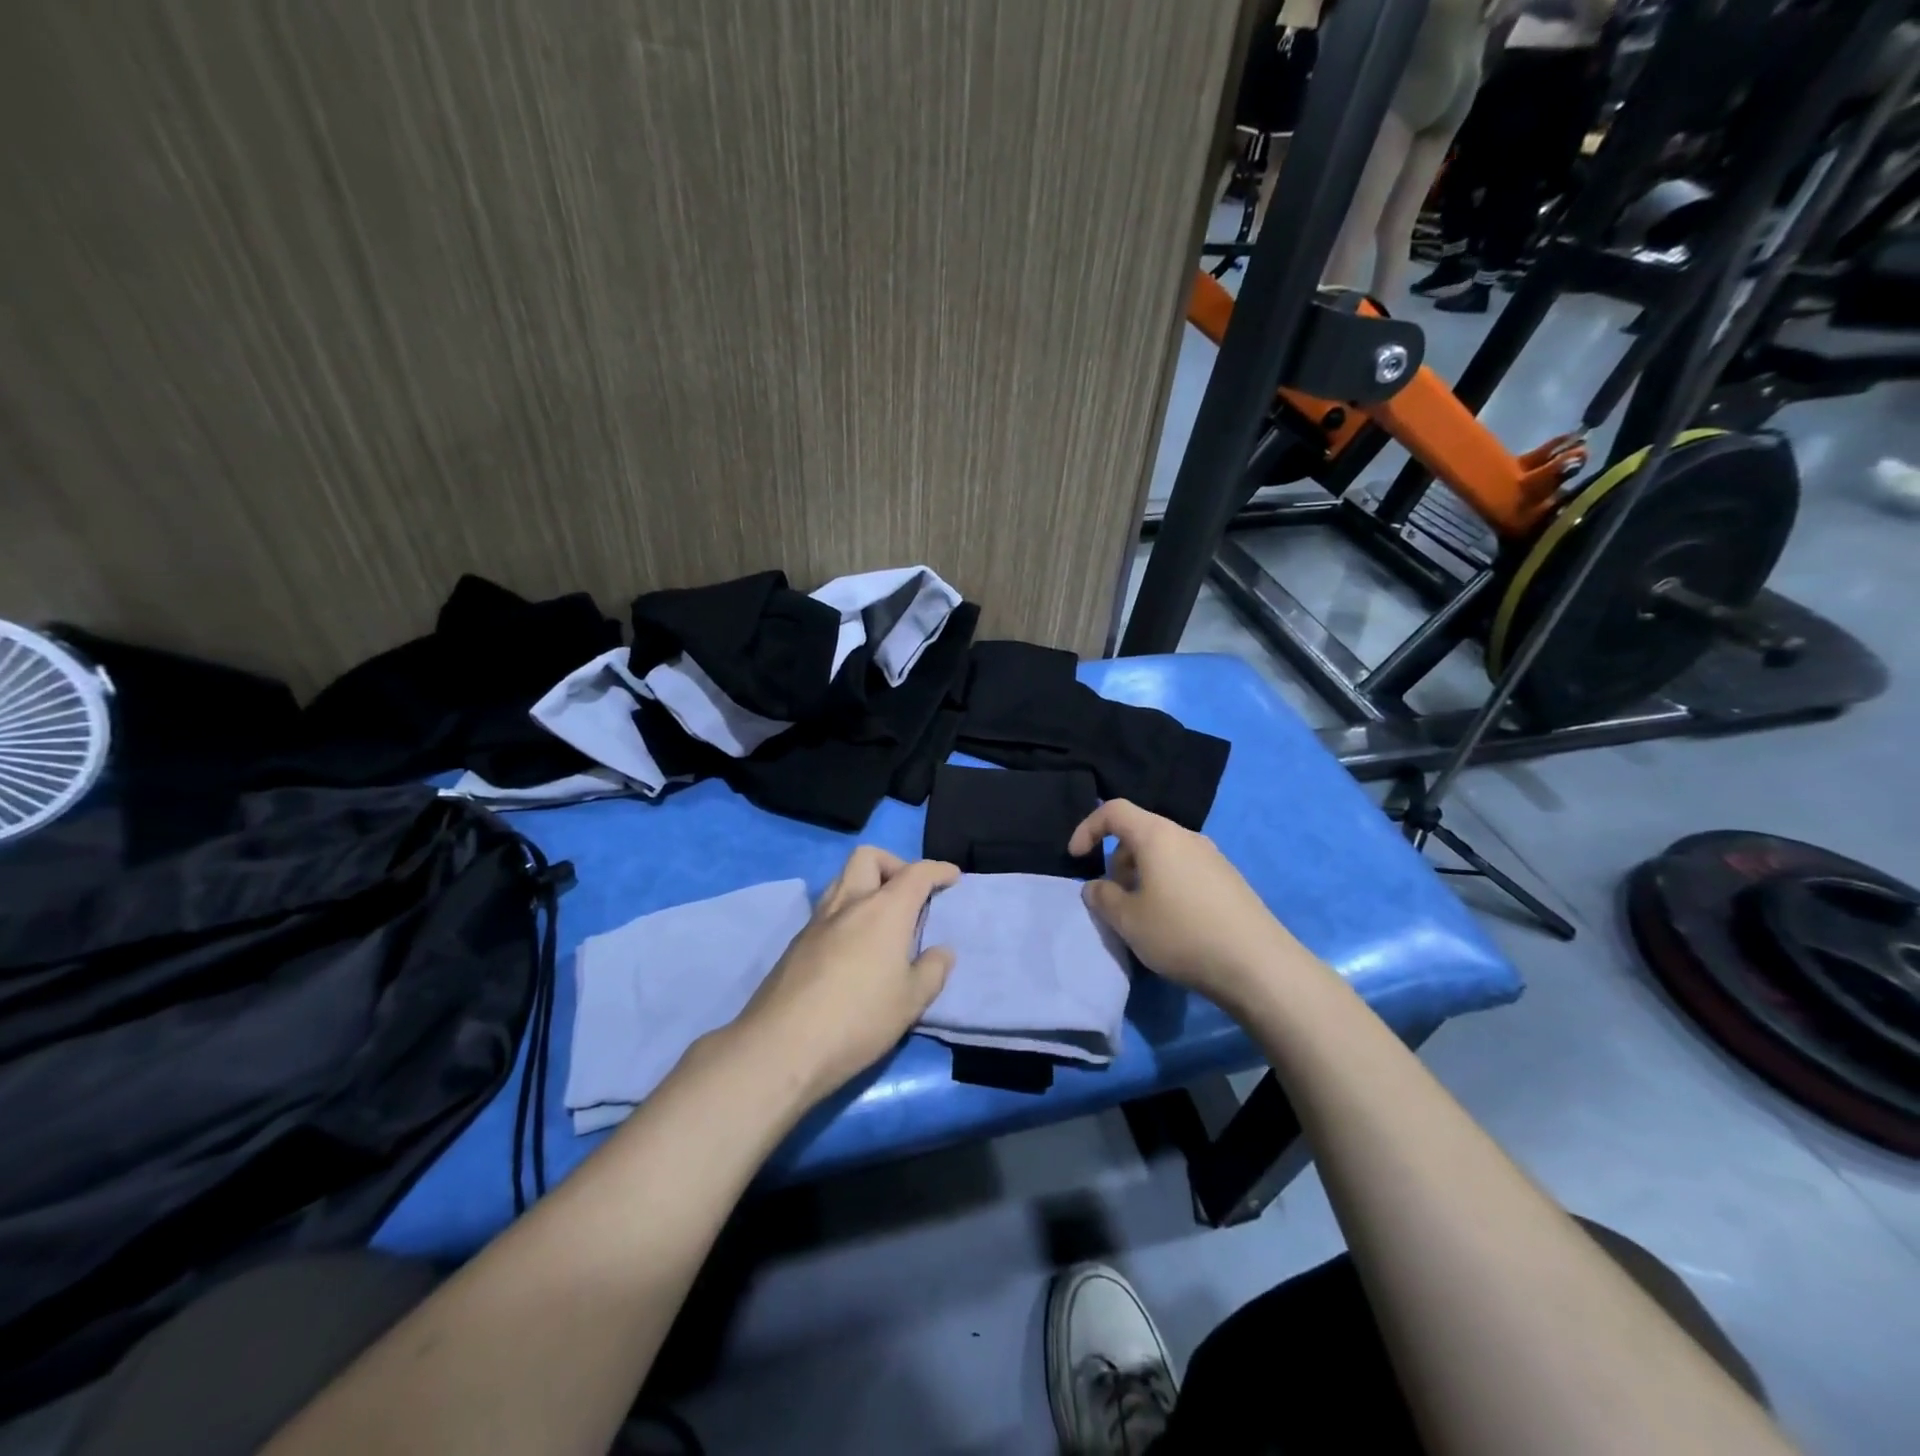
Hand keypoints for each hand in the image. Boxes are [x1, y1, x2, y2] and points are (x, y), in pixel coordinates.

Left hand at [737, 847, 959, 1100]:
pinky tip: (854, 949)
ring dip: (866, 886)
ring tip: (882, 921)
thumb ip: (932, 971)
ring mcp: (817, 921)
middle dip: (894, 864)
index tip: (953, 877)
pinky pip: (828, 910)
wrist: (781, 1046)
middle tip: (909, 895)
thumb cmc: (858, 1020)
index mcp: (884, 910)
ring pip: (842, 879)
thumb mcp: (910, 1002)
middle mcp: (849, 903)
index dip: (938, 870)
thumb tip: (942, 952)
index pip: (915, 873)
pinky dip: (847, 913)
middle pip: (868, 857)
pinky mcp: (796, 943)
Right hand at [1070, 799, 1301, 1012]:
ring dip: (1142, 877)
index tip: (1076, 858)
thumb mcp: (1128, 920)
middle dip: (1117, 861)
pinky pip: (1185, 871)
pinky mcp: (1229, 881)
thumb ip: (1102, 897)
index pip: (1114, 811)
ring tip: (1142, 917)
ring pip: (1163, 855)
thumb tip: (1096, 886)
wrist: (1258, 965)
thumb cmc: (1182, 933)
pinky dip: (1166, 886)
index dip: (1088, 829)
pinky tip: (1174, 925)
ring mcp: (1213, 858)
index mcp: (1157, 836)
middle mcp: (1186, 837)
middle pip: (1140, 834)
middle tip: (1114, 900)